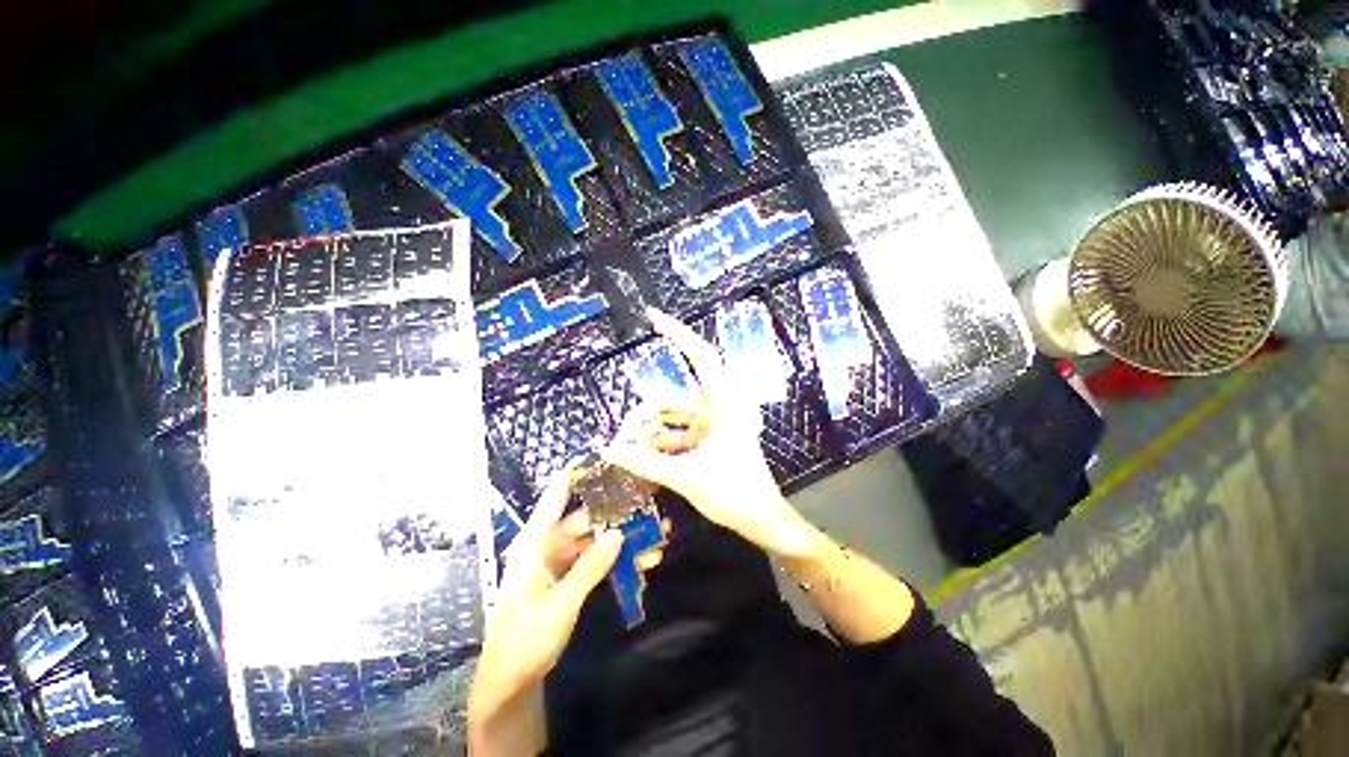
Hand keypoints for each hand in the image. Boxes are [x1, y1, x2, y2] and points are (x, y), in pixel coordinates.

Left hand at [468, 468, 623, 753]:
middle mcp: (548, 544)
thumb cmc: (524, 641)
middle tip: (649, 499)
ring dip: (625, 536)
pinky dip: (619, 558)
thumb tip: (618, 533)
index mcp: (534, 542)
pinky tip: (645, 559)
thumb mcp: (558, 606)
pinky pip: (598, 559)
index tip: (608, 456)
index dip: (579, 472)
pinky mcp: (571, 576)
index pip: (556, 495)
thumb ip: (589, 568)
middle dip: (618, 510)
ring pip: (596, 538)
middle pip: (586, 516)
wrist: (511, 683)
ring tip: (658, 532)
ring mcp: (561, 561)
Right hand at [603, 309, 814, 556]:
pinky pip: (676, 435)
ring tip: (627, 457)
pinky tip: (641, 462)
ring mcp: (711, 425)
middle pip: (669, 400)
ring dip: (648, 435)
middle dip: (642, 417)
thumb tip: (608, 451)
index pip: (701, 356)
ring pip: (670, 419)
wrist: (763, 521)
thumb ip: (646, 463)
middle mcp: (716, 408)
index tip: (652, 317)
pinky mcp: (707, 440)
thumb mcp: (686, 477)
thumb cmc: (735, 493)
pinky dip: (659, 445)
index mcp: (722, 403)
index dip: (678, 333)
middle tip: (620, 442)